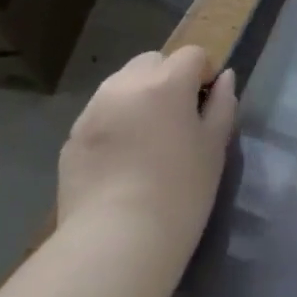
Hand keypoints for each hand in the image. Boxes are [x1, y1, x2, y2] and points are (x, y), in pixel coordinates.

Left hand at [57, 47, 237, 284]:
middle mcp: (125, 86)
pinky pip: (101, 114)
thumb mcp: (214, 146)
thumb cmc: (180, 191)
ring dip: (139, 97)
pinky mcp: (72, 138)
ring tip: (148, 138)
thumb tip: (225, 78)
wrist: (116, 241)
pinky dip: (116, 122)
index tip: (207, 105)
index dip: (205, 74)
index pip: (192, 55)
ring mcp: (93, 111)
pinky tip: (124, 160)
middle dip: (168, 78)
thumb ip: (222, 104)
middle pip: (152, 61)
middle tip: (178, 118)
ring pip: (122, 85)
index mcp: (165, 83)